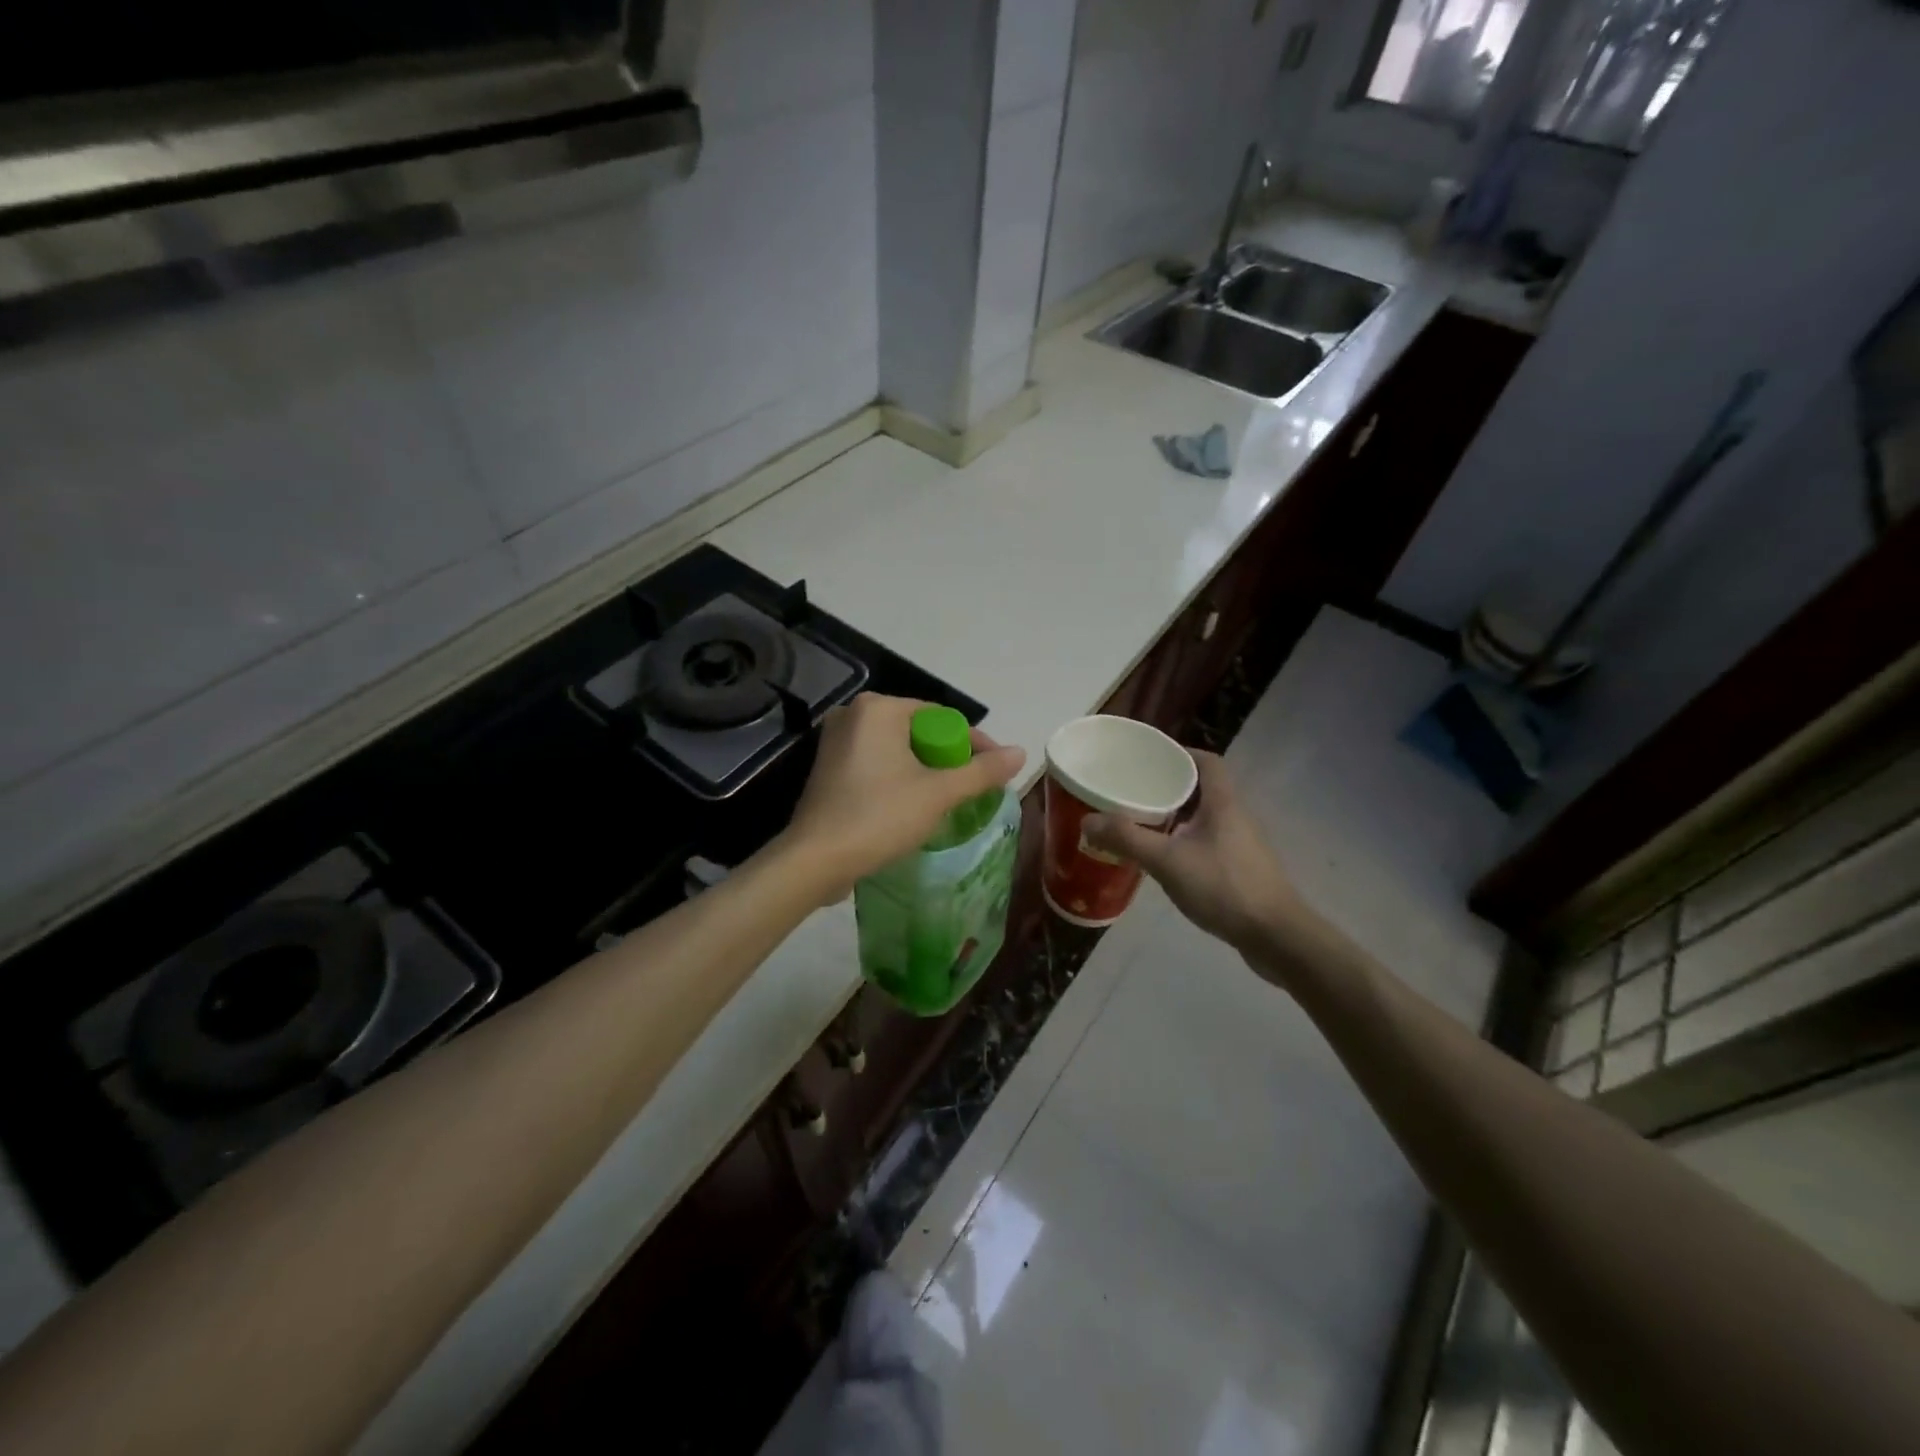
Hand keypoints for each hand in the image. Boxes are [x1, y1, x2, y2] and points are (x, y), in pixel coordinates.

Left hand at [784, 693, 1025, 900]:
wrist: (815, 860)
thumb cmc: (880, 817)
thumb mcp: (939, 794)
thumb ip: (981, 772)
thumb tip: (1020, 752)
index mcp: (878, 709)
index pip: (941, 717)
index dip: (974, 743)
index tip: (997, 770)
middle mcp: (853, 715)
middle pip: (918, 732)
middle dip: (948, 758)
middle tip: (972, 788)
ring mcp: (835, 742)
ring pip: (897, 749)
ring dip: (925, 770)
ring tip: (949, 799)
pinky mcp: (828, 769)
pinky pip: (876, 764)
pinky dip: (899, 778)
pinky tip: (913, 804)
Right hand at [1083, 751, 1310, 958]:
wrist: (1275, 936)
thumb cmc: (1224, 887)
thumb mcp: (1167, 861)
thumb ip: (1127, 839)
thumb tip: (1088, 820)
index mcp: (1223, 803)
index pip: (1207, 762)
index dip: (1180, 753)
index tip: (1150, 758)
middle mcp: (1235, 816)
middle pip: (1201, 789)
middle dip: (1168, 786)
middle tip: (1133, 791)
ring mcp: (1240, 844)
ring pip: (1203, 818)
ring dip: (1175, 816)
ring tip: (1140, 822)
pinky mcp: (1240, 869)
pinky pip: (1206, 842)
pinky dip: (1183, 841)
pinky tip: (1163, 858)